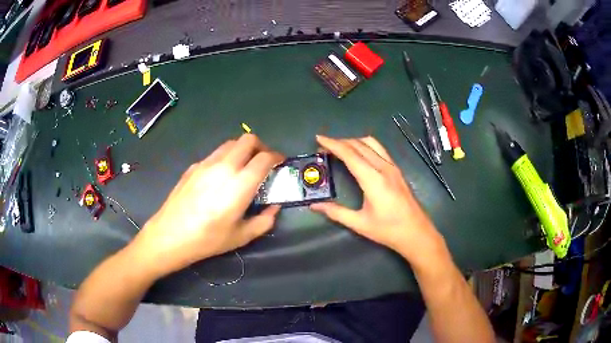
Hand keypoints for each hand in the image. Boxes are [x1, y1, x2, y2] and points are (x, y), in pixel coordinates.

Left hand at [134, 134, 282, 275]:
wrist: (171, 234)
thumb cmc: (208, 239)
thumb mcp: (242, 236)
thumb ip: (264, 220)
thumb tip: (274, 208)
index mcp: (240, 184)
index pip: (264, 157)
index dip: (276, 157)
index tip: (280, 163)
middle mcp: (224, 166)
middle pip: (248, 140)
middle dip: (261, 146)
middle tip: (263, 161)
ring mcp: (206, 163)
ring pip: (230, 143)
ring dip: (242, 149)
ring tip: (243, 167)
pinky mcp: (193, 166)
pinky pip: (215, 154)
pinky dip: (225, 158)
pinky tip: (220, 177)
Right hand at [310, 135, 445, 265]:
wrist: (416, 233)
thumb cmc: (388, 230)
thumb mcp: (359, 223)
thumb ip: (336, 212)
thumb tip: (315, 206)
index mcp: (374, 180)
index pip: (350, 154)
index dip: (333, 144)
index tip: (319, 138)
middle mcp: (384, 168)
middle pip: (359, 145)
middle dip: (340, 141)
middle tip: (324, 147)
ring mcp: (393, 167)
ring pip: (371, 143)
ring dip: (353, 141)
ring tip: (340, 148)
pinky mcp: (397, 170)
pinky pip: (379, 149)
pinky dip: (364, 146)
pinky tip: (359, 154)